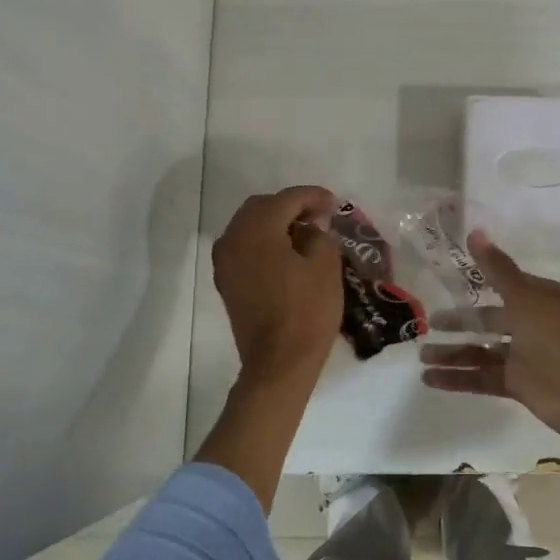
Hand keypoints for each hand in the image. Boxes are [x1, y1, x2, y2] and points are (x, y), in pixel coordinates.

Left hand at [212, 186, 341, 387]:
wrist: (278, 362)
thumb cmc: (307, 311)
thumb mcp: (326, 265)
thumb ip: (319, 234)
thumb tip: (310, 226)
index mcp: (258, 229)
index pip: (287, 199)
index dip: (313, 196)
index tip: (334, 203)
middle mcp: (234, 238)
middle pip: (262, 207)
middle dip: (290, 206)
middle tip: (318, 216)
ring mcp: (225, 261)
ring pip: (248, 225)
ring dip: (274, 223)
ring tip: (303, 234)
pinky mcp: (226, 281)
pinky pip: (243, 246)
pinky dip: (263, 241)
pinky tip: (285, 253)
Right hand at [419, 230, 559, 439]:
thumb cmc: (557, 338)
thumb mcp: (526, 298)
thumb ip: (497, 269)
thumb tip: (476, 231)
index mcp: (537, 299)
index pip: (503, 284)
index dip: (477, 281)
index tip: (448, 279)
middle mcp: (529, 325)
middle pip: (487, 320)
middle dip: (459, 322)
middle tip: (429, 322)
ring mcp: (523, 356)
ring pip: (480, 351)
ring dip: (452, 353)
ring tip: (422, 355)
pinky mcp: (517, 384)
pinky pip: (481, 377)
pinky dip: (457, 378)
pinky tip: (430, 378)